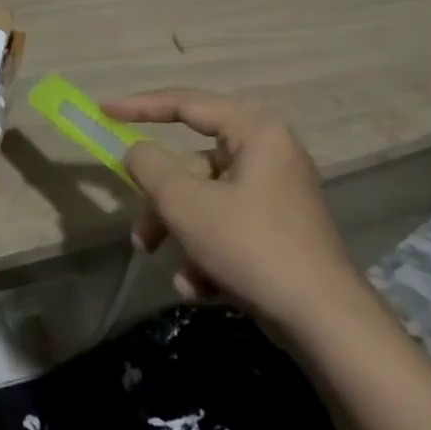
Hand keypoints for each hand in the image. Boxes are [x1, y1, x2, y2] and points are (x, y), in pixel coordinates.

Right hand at [102, 88, 369, 337]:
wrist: (327, 326)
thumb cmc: (251, 247)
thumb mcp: (185, 203)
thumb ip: (149, 166)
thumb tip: (137, 152)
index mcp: (254, 130)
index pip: (185, 103)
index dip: (139, 106)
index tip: (103, 112)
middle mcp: (269, 152)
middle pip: (192, 162)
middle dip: (160, 200)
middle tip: (138, 227)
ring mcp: (276, 194)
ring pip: (205, 198)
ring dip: (178, 231)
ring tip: (167, 265)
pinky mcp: (279, 230)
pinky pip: (227, 225)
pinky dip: (206, 251)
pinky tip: (197, 286)